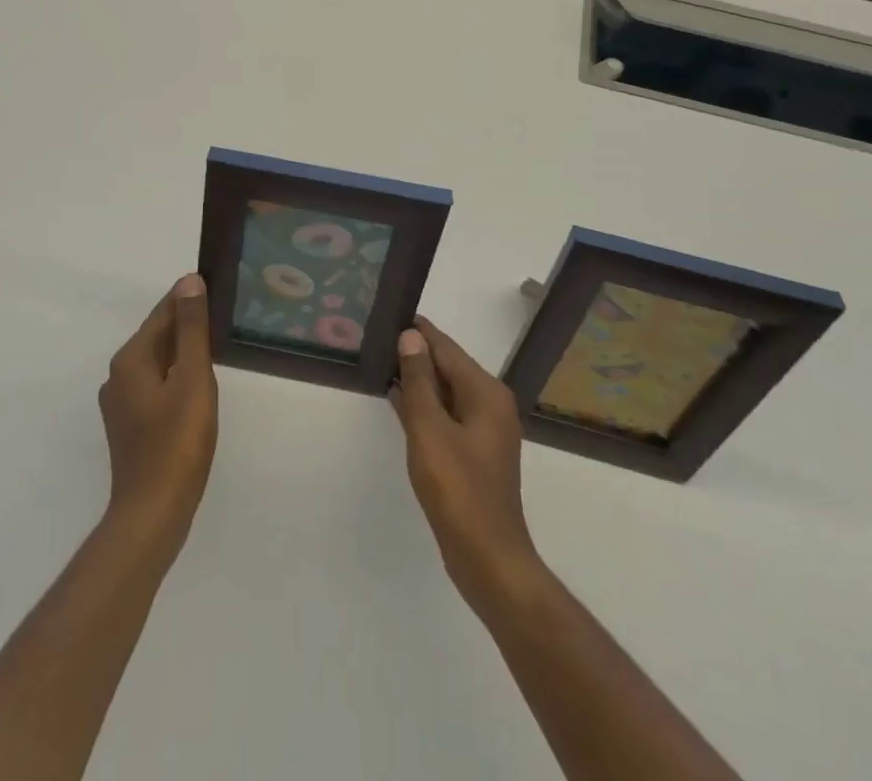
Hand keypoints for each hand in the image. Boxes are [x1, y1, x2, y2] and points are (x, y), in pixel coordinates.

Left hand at [98, 274, 218, 553]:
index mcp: (131, 359)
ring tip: (215, 346)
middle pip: (157, 337)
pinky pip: (156, 386)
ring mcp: (121, 403)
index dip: (188, 299)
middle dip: (186, 324)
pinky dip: (176, 377)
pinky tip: (197, 386)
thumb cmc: (177, 443)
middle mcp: (118, 375)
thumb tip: (189, 281)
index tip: (215, 286)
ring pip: (157, 363)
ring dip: (183, 351)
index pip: (162, 314)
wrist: (153, 513)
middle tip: (222, 315)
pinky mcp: (130, 426)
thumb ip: (192, 329)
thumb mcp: (193, 379)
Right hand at [391, 316, 540, 611]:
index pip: (446, 349)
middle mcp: (490, 405)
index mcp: (485, 393)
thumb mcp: (430, 430)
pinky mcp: (474, 453)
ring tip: (384, 363)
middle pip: (449, 368)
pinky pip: (446, 415)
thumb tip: (410, 337)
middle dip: (416, 354)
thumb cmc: (458, 490)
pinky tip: (398, 401)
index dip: (419, 332)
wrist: (488, 559)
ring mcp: (484, 431)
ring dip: (418, 381)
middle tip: (380, 337)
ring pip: (446, 392)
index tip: (392, 313)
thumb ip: (419, 381)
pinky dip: (424, 406)